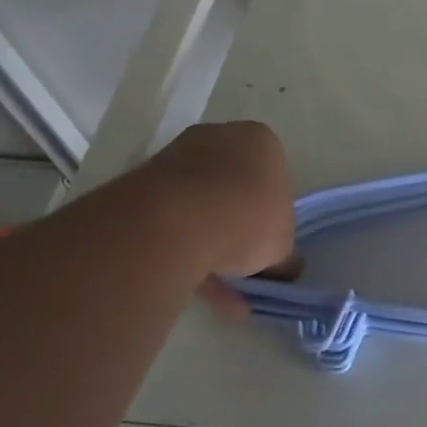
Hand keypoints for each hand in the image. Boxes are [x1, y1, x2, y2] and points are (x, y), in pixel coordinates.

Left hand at [149, 121, 296, 279]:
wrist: (173, 224)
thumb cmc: (247, 220)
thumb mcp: (283, 246)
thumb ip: (283, 253)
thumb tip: (283, 268)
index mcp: (261, 141)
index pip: (275, 174)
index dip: (274, 210)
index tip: (270, 238)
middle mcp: (218, 138)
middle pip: (235, 185)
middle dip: (238, 223)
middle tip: (245, 260)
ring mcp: (176, 158)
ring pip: (201, 205)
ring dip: (210, 243)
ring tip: (221, 289)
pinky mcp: (143, 184)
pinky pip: (174, 220)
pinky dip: (185, 251)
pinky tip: (197, 288)